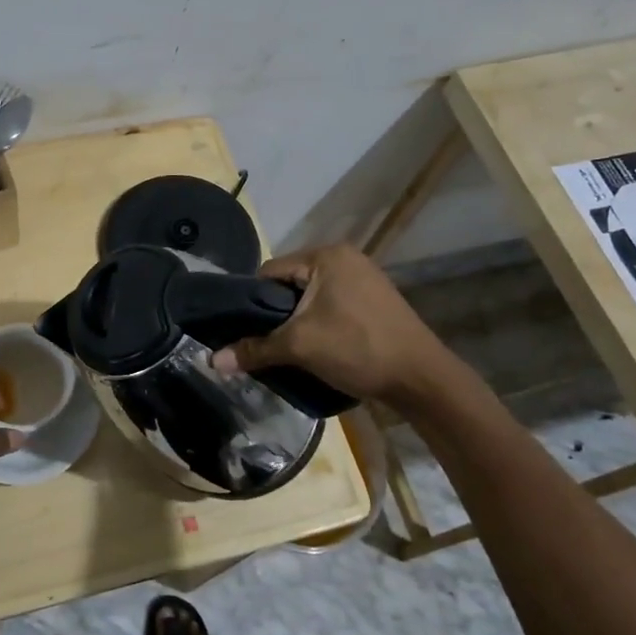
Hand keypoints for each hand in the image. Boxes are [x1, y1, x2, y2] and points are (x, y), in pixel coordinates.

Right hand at [209, 244, 465, 406]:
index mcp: (326, 255)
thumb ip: (255, 349)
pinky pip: (332, 306)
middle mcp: (345, 257)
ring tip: (287, 349)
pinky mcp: (375, 301)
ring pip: (311, 298)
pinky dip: (320, 324)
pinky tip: (317, 348)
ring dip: (298, 321)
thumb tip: (212, 361)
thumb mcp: (300, 346)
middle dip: (276, 313)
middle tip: (263, 343)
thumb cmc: (358, 348)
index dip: (251, 301)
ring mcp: (364, 278)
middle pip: (290, 284)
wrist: (423, 380)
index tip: (240, 330)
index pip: (270, 271)